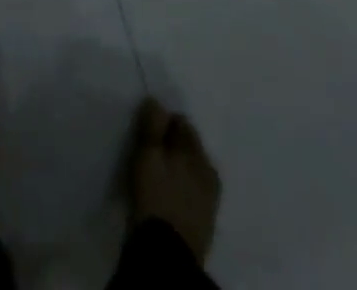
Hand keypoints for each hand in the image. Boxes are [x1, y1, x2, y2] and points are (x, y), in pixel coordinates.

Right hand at [130, 99, 221, 262]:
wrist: (167, 257)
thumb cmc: (155, 197)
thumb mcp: (148, 154)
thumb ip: (153, 125)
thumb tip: (156, 101)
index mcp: (198, 154)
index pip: (181, 122)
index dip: (162, 122)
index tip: (146, 131)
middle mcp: (209, 173)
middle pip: (188, 146)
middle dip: (171, 144)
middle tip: (149, 152)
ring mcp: (209, 201)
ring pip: (190, 171)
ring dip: (176, 168)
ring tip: (156, 175)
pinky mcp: (203, 223)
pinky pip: (190, 193)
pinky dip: (178, 188)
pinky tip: (165, 196)